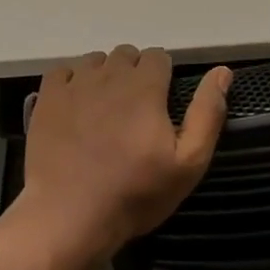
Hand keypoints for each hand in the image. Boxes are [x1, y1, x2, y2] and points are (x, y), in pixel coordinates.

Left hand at [22, 46, 231, 254]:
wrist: (69, 216)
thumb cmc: (135, 193)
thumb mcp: (188, 163)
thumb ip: (207, 113)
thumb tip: (223, 72)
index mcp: (145, 87)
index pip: (158, 56)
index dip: (164, 76)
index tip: (162, 104)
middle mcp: (109, 75)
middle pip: (126, 54)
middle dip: (135, 73)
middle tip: (136, 110)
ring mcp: (74, 85)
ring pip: (95, 60)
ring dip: (105, 76)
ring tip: (106, 110)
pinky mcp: (46, 99)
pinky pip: (63, 71)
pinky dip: (72, 82)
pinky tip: (76, 107)